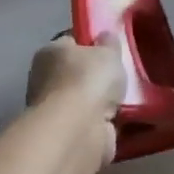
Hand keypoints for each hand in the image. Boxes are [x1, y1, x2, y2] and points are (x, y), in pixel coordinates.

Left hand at [25, 32, 128, 160]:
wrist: (78, 130)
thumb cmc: (88, 79)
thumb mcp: (107, 51)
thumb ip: (109, 43)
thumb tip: (106, 37)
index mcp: (49, 52)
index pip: (70, 42)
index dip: (90, 43)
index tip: (110, 48)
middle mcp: (44, 79)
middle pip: (76, 73)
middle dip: (96, 76)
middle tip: (121, 76)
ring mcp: (53, 110)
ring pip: (84, 101)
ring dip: (102, 103)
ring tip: (128, 100)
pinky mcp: (65, 135)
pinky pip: (90, 123)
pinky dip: (104, 123)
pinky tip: (123, 121)